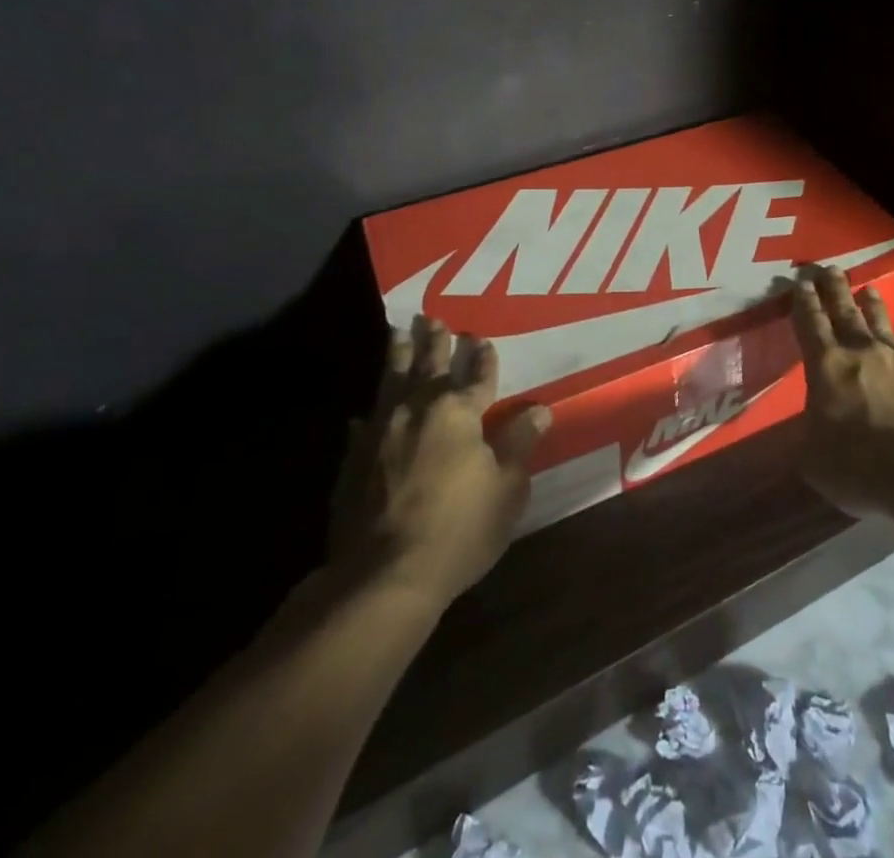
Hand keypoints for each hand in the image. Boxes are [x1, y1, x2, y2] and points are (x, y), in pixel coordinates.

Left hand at [328, 318, 551, 607]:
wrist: (384, 575)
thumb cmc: (459, 529)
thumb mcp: (506, 489)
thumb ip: (519, 444)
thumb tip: (539, 409)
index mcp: (459, 412)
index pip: (478, 375)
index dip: (483, 357)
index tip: (482, 338)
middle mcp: (418, 409)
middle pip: (429, 365)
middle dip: (435, 341)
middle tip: (432, 318)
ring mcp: (381, 431)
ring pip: (391, 381)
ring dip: (397, 355)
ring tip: (398, 333)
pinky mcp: (354, 458)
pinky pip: (364, 424)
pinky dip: (369, 415)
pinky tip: (364, 413)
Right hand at [789, 265, 893, 519]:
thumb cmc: (860, 464)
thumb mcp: (811, 458)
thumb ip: (806, 436)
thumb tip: (807, 427)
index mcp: (827, 367)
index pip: (810, 325)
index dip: (803, 303)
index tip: (801, 281)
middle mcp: (864, 354)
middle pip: (845, 313)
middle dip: (835, 290)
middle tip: (830, 269)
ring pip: (885, 327)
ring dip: (875, 308)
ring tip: (870, 289)